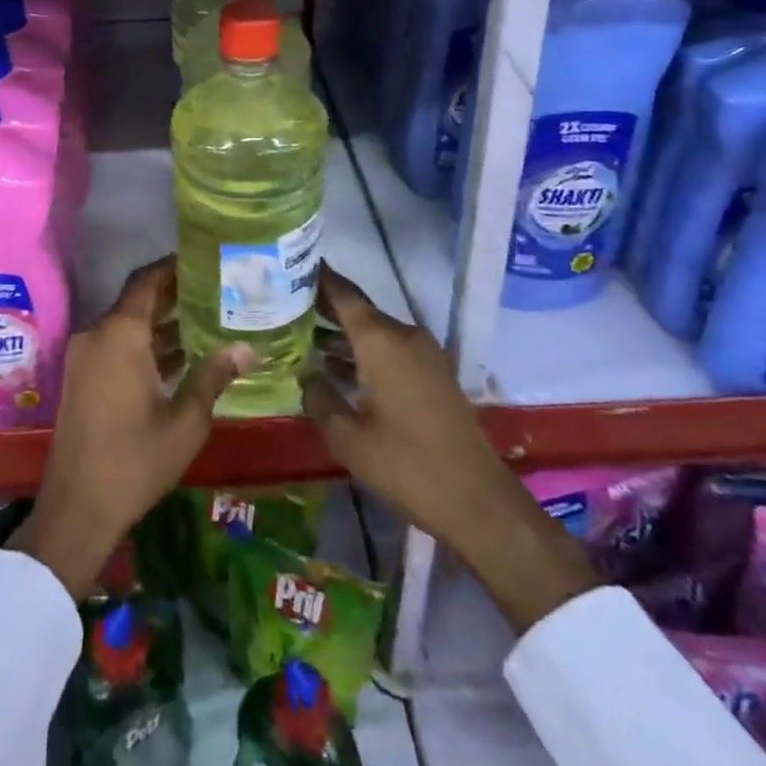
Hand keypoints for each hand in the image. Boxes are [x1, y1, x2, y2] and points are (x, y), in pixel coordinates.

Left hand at [12, 256, 254, 596]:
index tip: (204, 260)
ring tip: (205, 321)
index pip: (148, 281)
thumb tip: (247, 347)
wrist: (77, 508)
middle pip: (137, 300)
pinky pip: (114, 345)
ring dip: (159, 323)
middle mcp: (97, 334)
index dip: (174, 267)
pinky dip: (142, 344)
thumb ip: (213, 376)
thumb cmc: (135, 461)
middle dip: (173, 295)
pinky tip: (177, 357)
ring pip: (126, 324)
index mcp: (120, 334)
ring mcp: (84, 355)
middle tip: (215, 291)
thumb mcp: (185, 421)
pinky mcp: (80, 376)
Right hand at [301, 265, 597, 632]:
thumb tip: (307, 377)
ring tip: (305, 338)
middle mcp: (404, 336)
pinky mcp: (434, 374)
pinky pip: (392, 350)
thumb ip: (320, 399)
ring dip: (344, 334)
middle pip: (359, 310)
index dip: (318, 278)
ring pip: (375, 332)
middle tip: (287, 306)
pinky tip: (340, 369)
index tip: (291, 264)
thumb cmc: (406, 465)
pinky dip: (365, 352)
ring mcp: (424, 354)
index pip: (343, 294)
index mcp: (380, 340)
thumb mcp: (348, 438)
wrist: (478, 501)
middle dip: (325, 307)